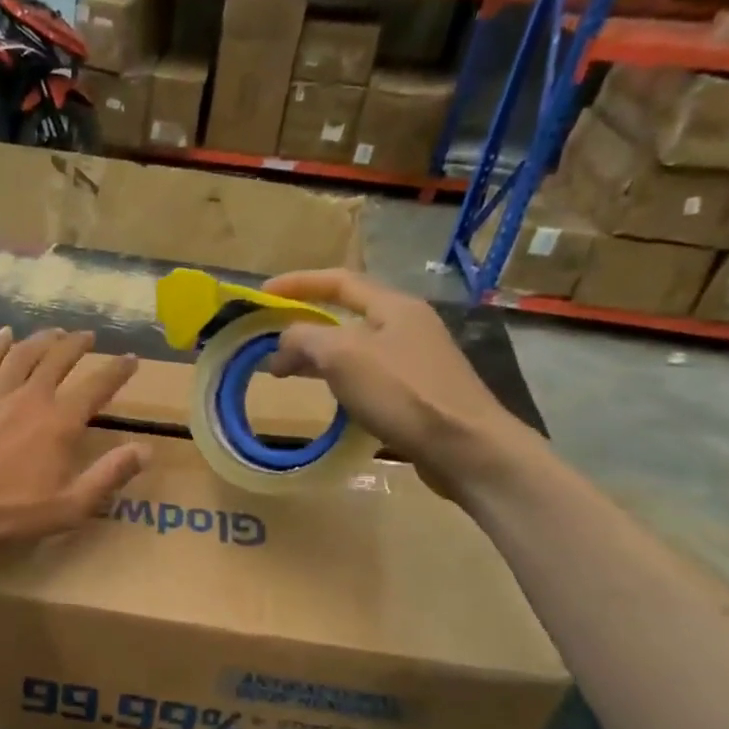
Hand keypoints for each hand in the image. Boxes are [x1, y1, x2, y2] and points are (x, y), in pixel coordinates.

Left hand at [0, 328, 149, 557]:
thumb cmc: (12, 510)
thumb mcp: (70, 504)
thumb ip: (109, 475)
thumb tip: (145, 450)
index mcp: (60, 422)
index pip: (97, 387)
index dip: (117, 370)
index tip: (130, 358)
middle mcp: (31, 398)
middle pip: (59, 360)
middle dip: (78, 345)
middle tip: (89, 336)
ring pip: (24, 355)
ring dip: (42, 340)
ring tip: (55, 331)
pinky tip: (4, 335)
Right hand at [261, 270, 537, 502]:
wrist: (465, 447)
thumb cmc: (403, 392)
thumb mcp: (343, 355)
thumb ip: (305, 338)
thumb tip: (283, 343)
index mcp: (393, 306)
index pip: (338, 281)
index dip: (298, 283)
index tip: (262, 295)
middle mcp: (406, 325)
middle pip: (345, 314)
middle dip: (304, 324)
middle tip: (268, 341)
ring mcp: (414, 360)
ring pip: (354, 347)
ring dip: (317, 354)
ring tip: (285, 372)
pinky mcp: (416, 393)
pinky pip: (365, 374)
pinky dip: (337, 378)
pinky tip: (325, 396)